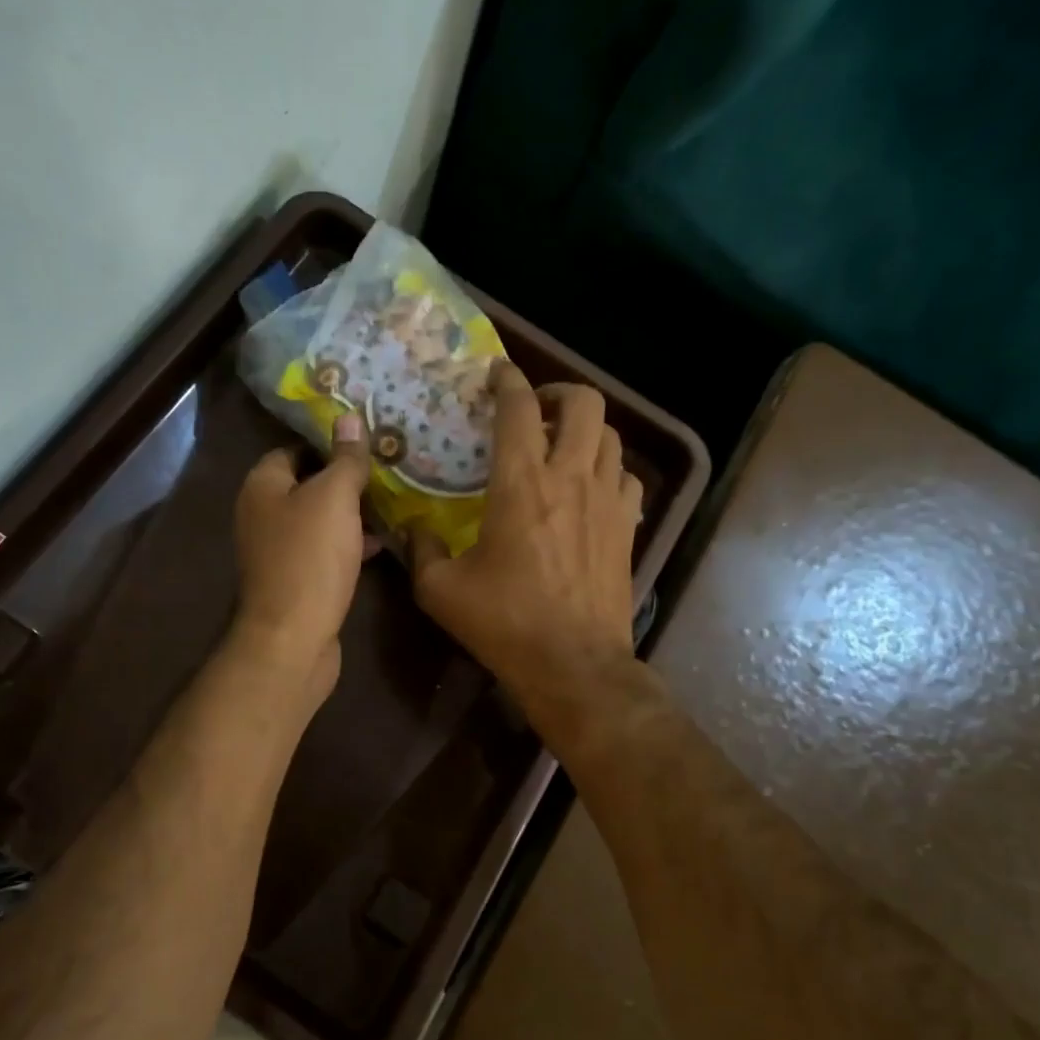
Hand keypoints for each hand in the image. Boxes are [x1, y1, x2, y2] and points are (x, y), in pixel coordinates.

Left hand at [231, 413, 373, 697]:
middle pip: (306, 486)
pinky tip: (380, 546)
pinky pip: (323, 552)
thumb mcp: (334, 498)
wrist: (292, 638)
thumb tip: (349, 416)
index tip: (364, 443)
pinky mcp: (295, 582)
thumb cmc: (310, 558)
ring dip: (350, 515)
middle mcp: (262, 516)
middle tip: (385, 473)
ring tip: (391, 505)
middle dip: (344, 480)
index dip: (326, 444)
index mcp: (262, 487)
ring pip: (318, 521)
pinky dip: (348, 546)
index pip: (292, 450)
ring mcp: (277, 552)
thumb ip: (345, 459)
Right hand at [411, 362, 643, 732]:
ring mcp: (607, 500)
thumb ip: (419, 549)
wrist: (573, 664)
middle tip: (535, 411)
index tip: (496, 374)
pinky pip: (627, 476)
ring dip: (585, 429)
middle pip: (584, 403)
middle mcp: (570, 477)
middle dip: (558, 393)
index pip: (518, 408)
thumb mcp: (440, 590)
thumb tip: (412, 528)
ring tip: (562, 446)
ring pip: (610, 435)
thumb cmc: (504, 623)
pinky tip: (591, 488)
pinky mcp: (628, 526)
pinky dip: (608, 468)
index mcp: (520, 483)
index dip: (507, 380)